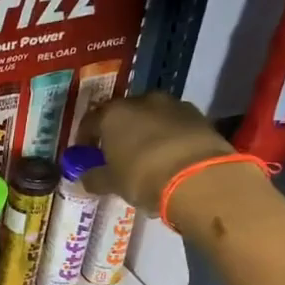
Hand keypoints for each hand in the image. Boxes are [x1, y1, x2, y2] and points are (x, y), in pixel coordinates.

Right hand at [80, 92, 231, 213]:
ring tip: (146, 156)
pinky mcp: (198, 116)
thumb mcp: (112, 184)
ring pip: (151, 117)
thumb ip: (95, 178)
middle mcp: (141, 101)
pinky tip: (169, 156)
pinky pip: (174, 125)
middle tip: (116, 154)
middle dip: (117, 132)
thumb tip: (85, 179)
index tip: (85, 154)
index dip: (85, 139)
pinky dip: (168, 136)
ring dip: (145, 132)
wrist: (199, 178)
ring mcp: (173, 105)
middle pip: (123, 114)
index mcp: (113, 114)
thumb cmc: (143, 177)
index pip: (90, 121)